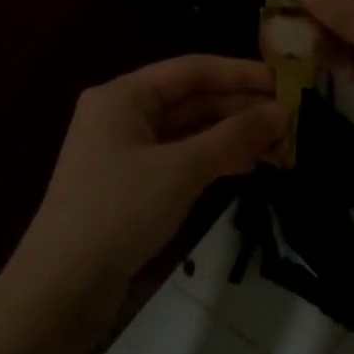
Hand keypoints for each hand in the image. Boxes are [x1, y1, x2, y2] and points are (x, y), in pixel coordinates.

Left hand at [0, 56, 283, 353]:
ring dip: (230, 136)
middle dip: (239, 108)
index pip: (191, 70)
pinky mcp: (131, 185)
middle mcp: (122, 115)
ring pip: (188, 132)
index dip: (240, 73)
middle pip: (191, 100)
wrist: (64, 284)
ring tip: (278, 145)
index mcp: (123, 95)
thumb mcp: (181, 169)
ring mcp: (125, 152)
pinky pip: (180, 159)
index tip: (286, 83)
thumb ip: (233, 137)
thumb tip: (282, 112)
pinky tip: (246, 167)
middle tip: (290, 120)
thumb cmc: (119, 211)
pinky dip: (212, 160)